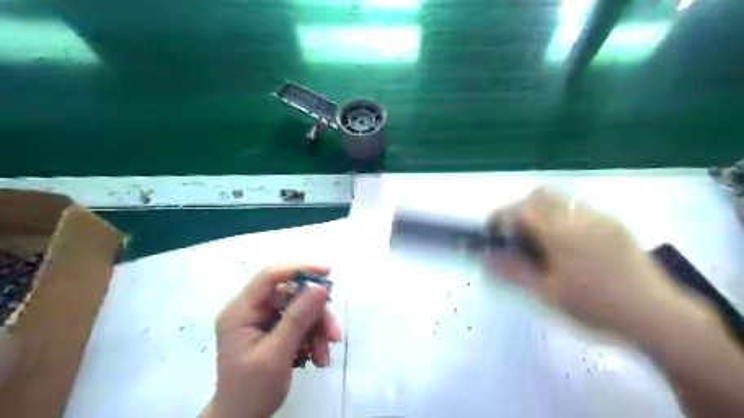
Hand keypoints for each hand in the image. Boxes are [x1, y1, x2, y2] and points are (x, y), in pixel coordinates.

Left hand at [200, 264, 339, 416]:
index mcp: (240, 311)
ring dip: (317, 329)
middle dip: (316, 313)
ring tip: (324, 355)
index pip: (270, 275)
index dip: (299, 269)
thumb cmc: (251, 391)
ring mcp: (262, 319)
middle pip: (291, 295)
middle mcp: (251, 309)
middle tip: (334, 334)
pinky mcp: (273, 329)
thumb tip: (320, 288)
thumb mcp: (276, 355)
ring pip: (300, 308)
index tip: (328, 273)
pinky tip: (317, 357)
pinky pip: (300, 322)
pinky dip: (312, 337)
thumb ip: (297, 319)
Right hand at [490, 186, 714, 338]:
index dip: (501, 216)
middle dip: (522, 208)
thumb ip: (513, 271)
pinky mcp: (616, 225)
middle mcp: (580, 217)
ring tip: (543, 242)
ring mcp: (600, 218)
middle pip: (541, 194)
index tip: (492, 231)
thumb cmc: (595, 306)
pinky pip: (580, 210)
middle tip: (517, 233)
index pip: (521, 209)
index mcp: (561, 233)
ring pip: (562, 199)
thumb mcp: (547, 292)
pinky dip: (564, 218)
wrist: (656, 315)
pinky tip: (569, 247)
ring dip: (544, 211)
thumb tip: (486, 260)